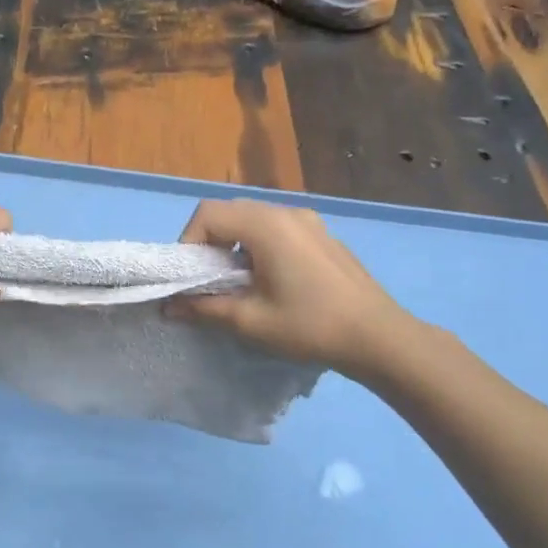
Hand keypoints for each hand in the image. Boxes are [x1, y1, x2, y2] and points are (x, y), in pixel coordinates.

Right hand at [169, 199, 435, 380]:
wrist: (377, 336)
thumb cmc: (309, 326)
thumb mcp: (250, 321)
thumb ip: (204, 308)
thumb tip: (169, 307)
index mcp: (266, 225)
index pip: (208, 213)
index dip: (188, 241)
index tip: (189, 276)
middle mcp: (286, 212)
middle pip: (230, 211)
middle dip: (209, 242)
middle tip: (207, 279)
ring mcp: (309, 220)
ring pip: (254, 219)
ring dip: (234, 244)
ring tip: (237, 282)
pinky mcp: (322, 235)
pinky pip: (278, 228)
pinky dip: (259, 245)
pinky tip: (270, 280)